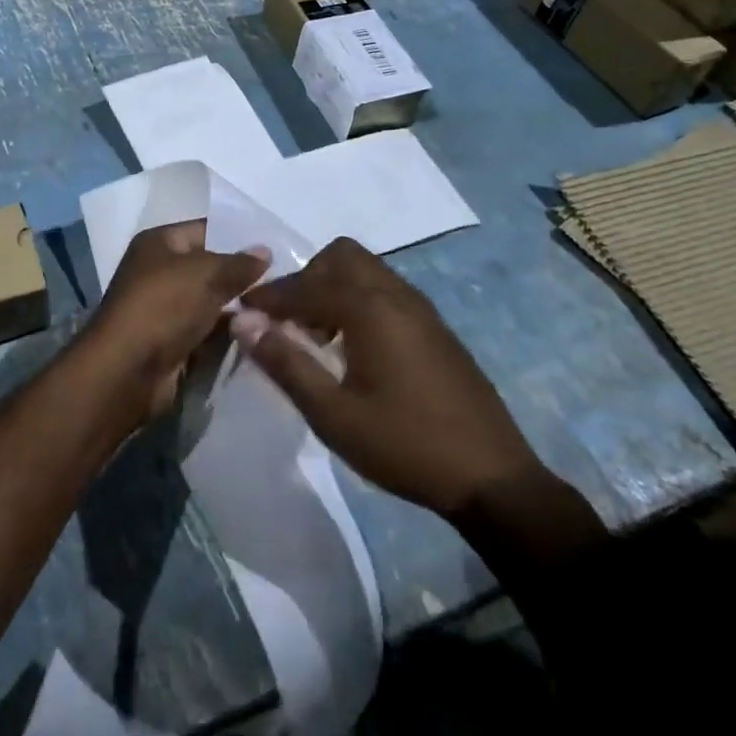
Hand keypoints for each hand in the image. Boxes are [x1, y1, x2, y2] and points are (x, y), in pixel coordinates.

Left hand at [79, 224, 268, 422]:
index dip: (239, 237)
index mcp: (159, 243)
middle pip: (209, 268)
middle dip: (243, 276)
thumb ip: (239, 263)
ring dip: (240, 309)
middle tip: (286, 281)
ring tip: (283, 310)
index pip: (206, 230)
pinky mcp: (173, 343)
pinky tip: (262, 334)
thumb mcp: (206, 274)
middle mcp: (159, 272)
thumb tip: (265, 251)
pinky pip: (208, 332)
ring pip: (211, 303)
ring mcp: (166, 310)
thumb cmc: (163, 306)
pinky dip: (229, 335)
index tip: (277, 247)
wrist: (128, 371)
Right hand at [231, 238, 547, 517]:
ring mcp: (421, 308)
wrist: (492, 477)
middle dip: (306, 279)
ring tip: (317, 337)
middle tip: (289, 322)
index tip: (242, 312)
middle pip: (340, 257)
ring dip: (333, 288)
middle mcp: (396, 294)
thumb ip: (285, 362)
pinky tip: (354, 348)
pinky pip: (385, 291)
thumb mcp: (333, 413)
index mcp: (370, 308)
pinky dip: (359, 301)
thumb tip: (242, 322)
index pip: (306, 284)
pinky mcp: (435, 327)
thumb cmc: (405, 445)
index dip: (269, 297)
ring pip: (365, 271)